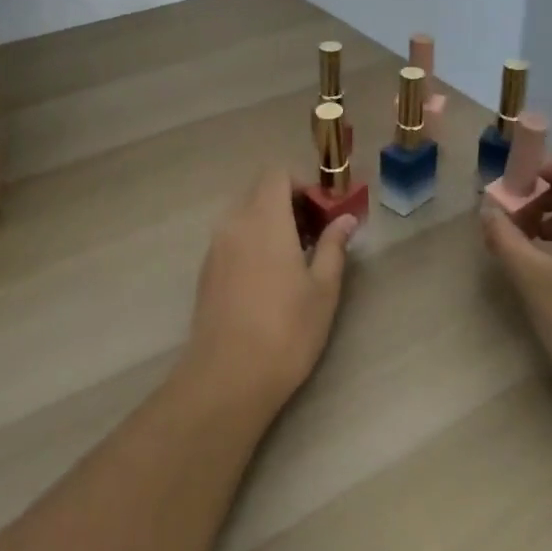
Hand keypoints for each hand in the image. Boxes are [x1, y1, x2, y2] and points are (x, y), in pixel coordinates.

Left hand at [184, 167, 354, 420]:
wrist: (228, 376)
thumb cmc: (286, 329)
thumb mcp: (323, 289)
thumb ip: (333, 247)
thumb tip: (346, 220)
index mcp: (264, 218)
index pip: (276, 174)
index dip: (301, 185)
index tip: (321, 213)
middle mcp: (234, 223)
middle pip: (259, 192)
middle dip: (287, 204)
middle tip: (313, 237)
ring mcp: (215, 247)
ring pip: (244, 216)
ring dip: (269, 224)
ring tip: (293, 261)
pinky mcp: (206, 271)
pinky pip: (231, 239)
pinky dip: (251, 243)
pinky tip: (268, 280)